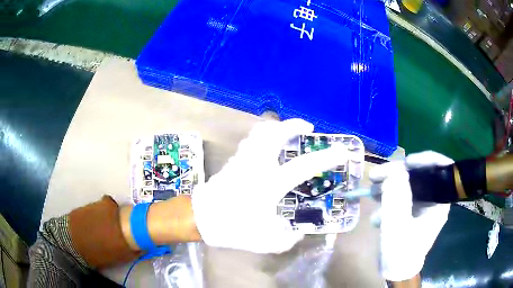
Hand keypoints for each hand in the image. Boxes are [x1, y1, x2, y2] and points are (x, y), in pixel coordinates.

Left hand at [191, 119, 347, 252]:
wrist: (201, 219)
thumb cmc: (233, 228)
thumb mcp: (266, 241)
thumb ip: (288, 239)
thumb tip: (297, 232)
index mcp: (269, 184)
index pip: (304, 166)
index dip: (326, 157)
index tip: (342, 150)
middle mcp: (257, 165)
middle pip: (274, 133)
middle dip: (293, 125)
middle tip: (306, 128)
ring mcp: (242, 159)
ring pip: (259, 132)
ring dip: (276, 128)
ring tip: (287, 133)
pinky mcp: (233, 161)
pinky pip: (250, 140)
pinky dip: (263, 137)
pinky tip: (268, 147)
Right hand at [369, 151, 452, 280]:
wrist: (395, 271)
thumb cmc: (401, 253)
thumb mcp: (397, 227)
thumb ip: (397, 198)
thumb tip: (394, 171)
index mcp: (439, 202)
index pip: (441, 168)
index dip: (425, 160)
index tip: (405, 162)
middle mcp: (433, 200)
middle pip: (420, 175)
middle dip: (397, 174)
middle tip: (376, 176)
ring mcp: (422, 206)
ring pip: (408, 186)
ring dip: (388, 188)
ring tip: (370, 195)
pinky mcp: (412, 211)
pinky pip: (401, 197)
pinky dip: (388, 201)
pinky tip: (376, 215)